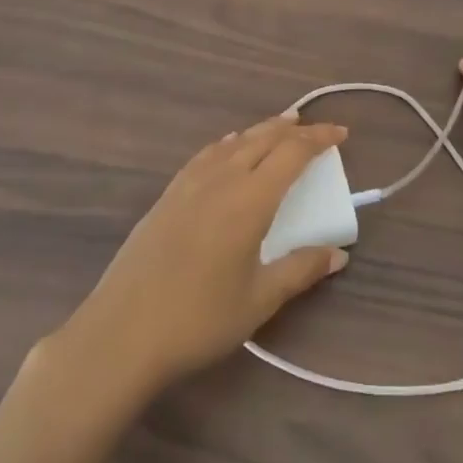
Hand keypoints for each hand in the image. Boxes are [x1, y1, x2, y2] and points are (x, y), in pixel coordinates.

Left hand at [56, 113, 349, 398]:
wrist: (120, 335)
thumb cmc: (198, 320)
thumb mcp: (259, 300)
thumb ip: (300, 270)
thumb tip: (338, 255)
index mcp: (248, 201)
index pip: (292, 153)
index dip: (319, 139)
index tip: (342, 134)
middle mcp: (220, 181)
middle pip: (262, 139)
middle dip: (293, 129)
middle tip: (316, 129)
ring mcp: (188, 186)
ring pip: (232, 143)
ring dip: (260, 131)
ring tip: (279, 126)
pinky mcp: (166, 198)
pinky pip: (206, 155)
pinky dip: (228, 144)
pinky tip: (228, 149)